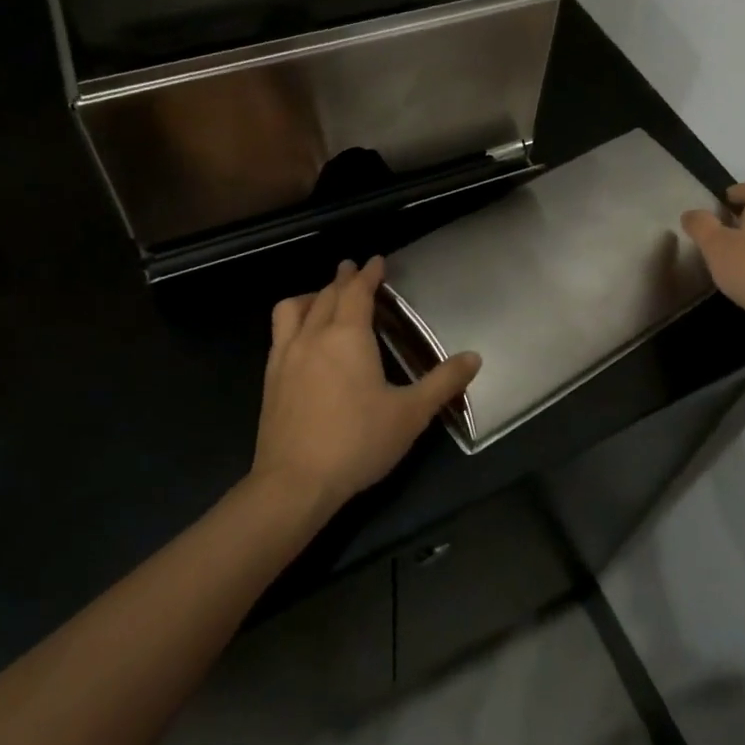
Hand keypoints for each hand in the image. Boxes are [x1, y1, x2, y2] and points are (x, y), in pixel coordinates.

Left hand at [251, 257, 481, 513]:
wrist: (295, 483)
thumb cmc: (358, 443)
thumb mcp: (410, 414)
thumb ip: (443, 382)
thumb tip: (474, 358)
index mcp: (348, 337)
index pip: (358, 292)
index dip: (369, 274)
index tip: (377, 261)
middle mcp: (314, 336)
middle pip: (327, 295)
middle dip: (342, 279)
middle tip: (353, 270)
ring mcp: (286, 356)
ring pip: (294, 308)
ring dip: (311, 295)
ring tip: (322, 297)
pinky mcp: (270, 378)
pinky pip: (279, 333)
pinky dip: (293, 319)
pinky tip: (302, 338)